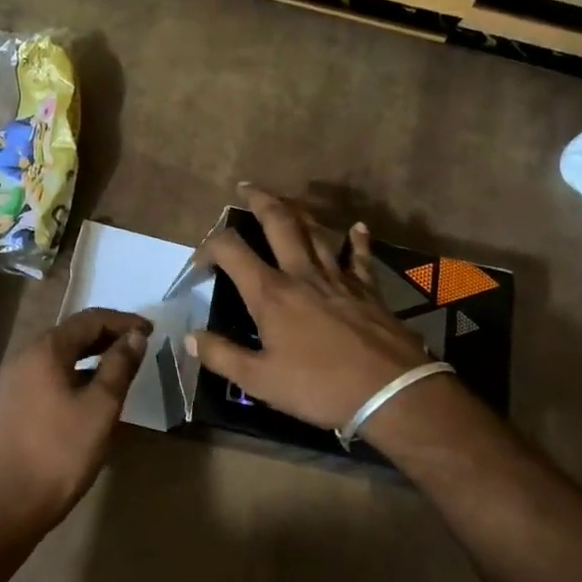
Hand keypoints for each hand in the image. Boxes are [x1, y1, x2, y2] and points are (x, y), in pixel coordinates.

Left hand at [0, 308, 151, 532]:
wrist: (9, 504)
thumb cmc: (61, 452)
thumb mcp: (101, 407)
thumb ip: (119, 366)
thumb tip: (135, 337)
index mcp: (44, 350)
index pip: (89, 320)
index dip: (123, 321)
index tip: (151, 331)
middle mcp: (24, 356)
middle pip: (72, 333)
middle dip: (108, 335)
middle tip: (140, 345)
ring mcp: (14, 380)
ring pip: (60, 354)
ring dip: (92, 354)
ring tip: (122, 366)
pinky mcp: (13, 402)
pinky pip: (49, 373)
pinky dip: (75, 372)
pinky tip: (93, 391)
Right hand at [189, 187, 430, 430]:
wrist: (390, 393)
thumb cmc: (319, 388)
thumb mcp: (260, 381)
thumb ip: (222, 356)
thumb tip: (190, 338)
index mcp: (271, 294)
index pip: (231, 251)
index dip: (209, 247)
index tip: (199, 262)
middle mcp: (302, 274)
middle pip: (279, 223)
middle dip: (260, 201)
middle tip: (246, 188)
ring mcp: (338, 278)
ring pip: (316, 232)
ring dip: (299, 212)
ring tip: (287, 201)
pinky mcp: (368, 290)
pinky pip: (360, 256)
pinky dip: (357, 240)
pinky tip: (357, 227)